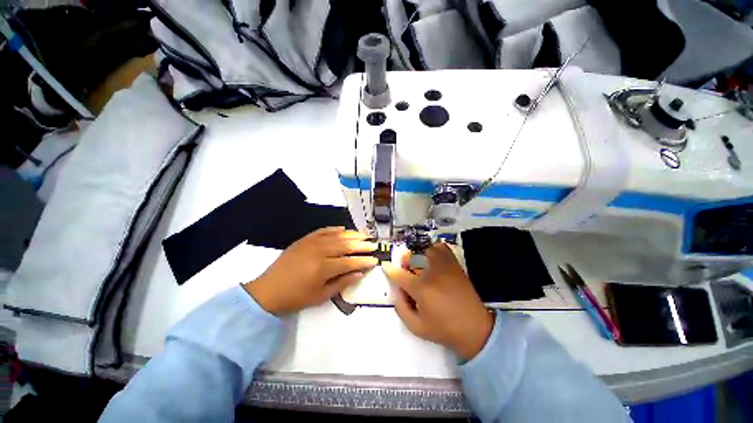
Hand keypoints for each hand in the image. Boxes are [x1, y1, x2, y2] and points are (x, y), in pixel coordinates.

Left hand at [244, 227, 377, 314]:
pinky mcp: (305, 239)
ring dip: (352, 235)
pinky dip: (335, 229)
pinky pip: (323, 230)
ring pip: (337, 235)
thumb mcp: (321, 296)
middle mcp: (319, 251)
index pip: (350, 262)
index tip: (375, 260)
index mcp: (323, 268)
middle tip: (374, 245)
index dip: (364, 261)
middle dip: (362, 245)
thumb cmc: (296, 297)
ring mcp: (311, 243)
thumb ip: (342, 283)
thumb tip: (360, 273)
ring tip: (365, 235)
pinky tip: (344, 229)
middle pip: (346, 245)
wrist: (268, 291)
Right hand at [382, 243, 493, 360]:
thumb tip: (396, 289)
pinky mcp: (455, 265)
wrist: (475, 328)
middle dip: (404, 262)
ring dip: (419, 255)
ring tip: (420, 265)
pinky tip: (433, 260)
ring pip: (426, 250)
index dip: (390, 270)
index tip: (387, 268)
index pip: (399, 274)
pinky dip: (435, 250)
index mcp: (421, 289)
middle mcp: (431, 273)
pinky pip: (442, 248)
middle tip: (406, 270)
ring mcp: (445, 267)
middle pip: (412, 257)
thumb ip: (400, 307)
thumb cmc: (443, 329)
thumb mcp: (416, 327)